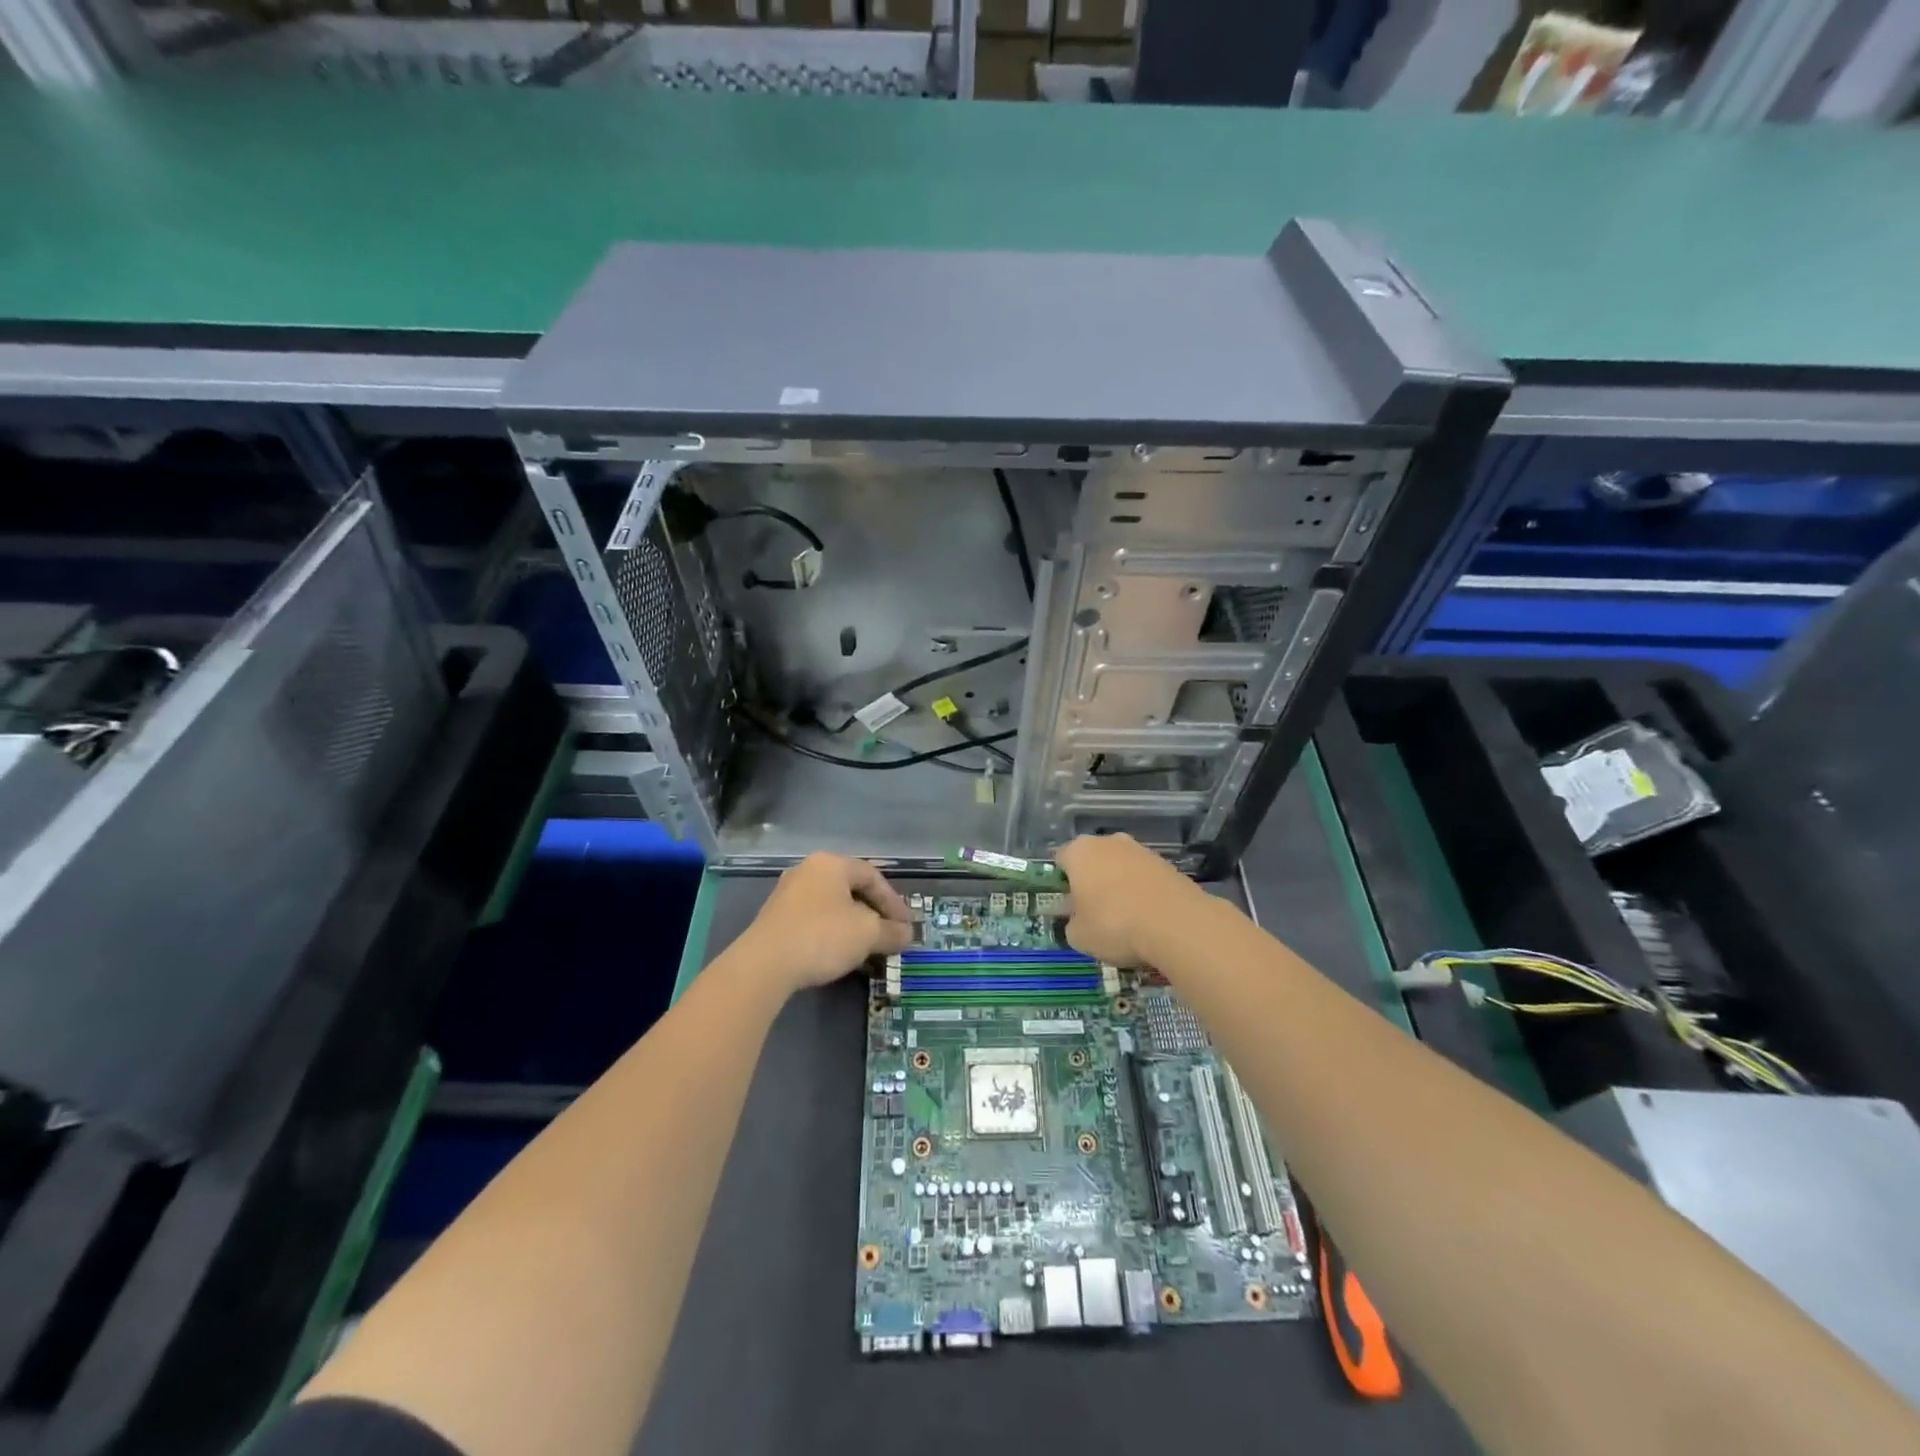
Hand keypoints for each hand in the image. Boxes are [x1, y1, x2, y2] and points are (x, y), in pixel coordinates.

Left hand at [734, 853, 913, 995]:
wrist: (764, 964)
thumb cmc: (823, 936)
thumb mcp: (867, 934)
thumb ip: (892, 932)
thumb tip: (907, 934)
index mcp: (831, 863)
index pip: (872, 876)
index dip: (894, 902)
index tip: (906, 926)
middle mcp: (808, 870)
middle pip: (851, 889)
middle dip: (874, 914)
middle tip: (890, 934)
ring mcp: (787, 894)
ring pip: (832, 906)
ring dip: (853, 925)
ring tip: (867, 948)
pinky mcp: (775, 918)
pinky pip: (813, 919)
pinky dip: (832, 933)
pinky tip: (839, 953)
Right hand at [1056, 833, 1198, 966]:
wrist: (1176, 924)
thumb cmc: (1114, 925)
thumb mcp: (1078, 936)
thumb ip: (1071, 924)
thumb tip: (1078, 920)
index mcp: (1079, 851)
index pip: (1060, 860)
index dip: (1061, 883)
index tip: (1068, 907)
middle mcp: (1108, 841)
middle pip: (1092, 859)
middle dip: (1091, 881)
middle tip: (1093, 912)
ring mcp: (1140, 849)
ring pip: (1120, 866)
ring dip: (1118, 886)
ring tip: (1125, 918)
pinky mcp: (1166, 863)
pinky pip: (1144, 877)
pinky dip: (1142, 892)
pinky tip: (1147, 917)